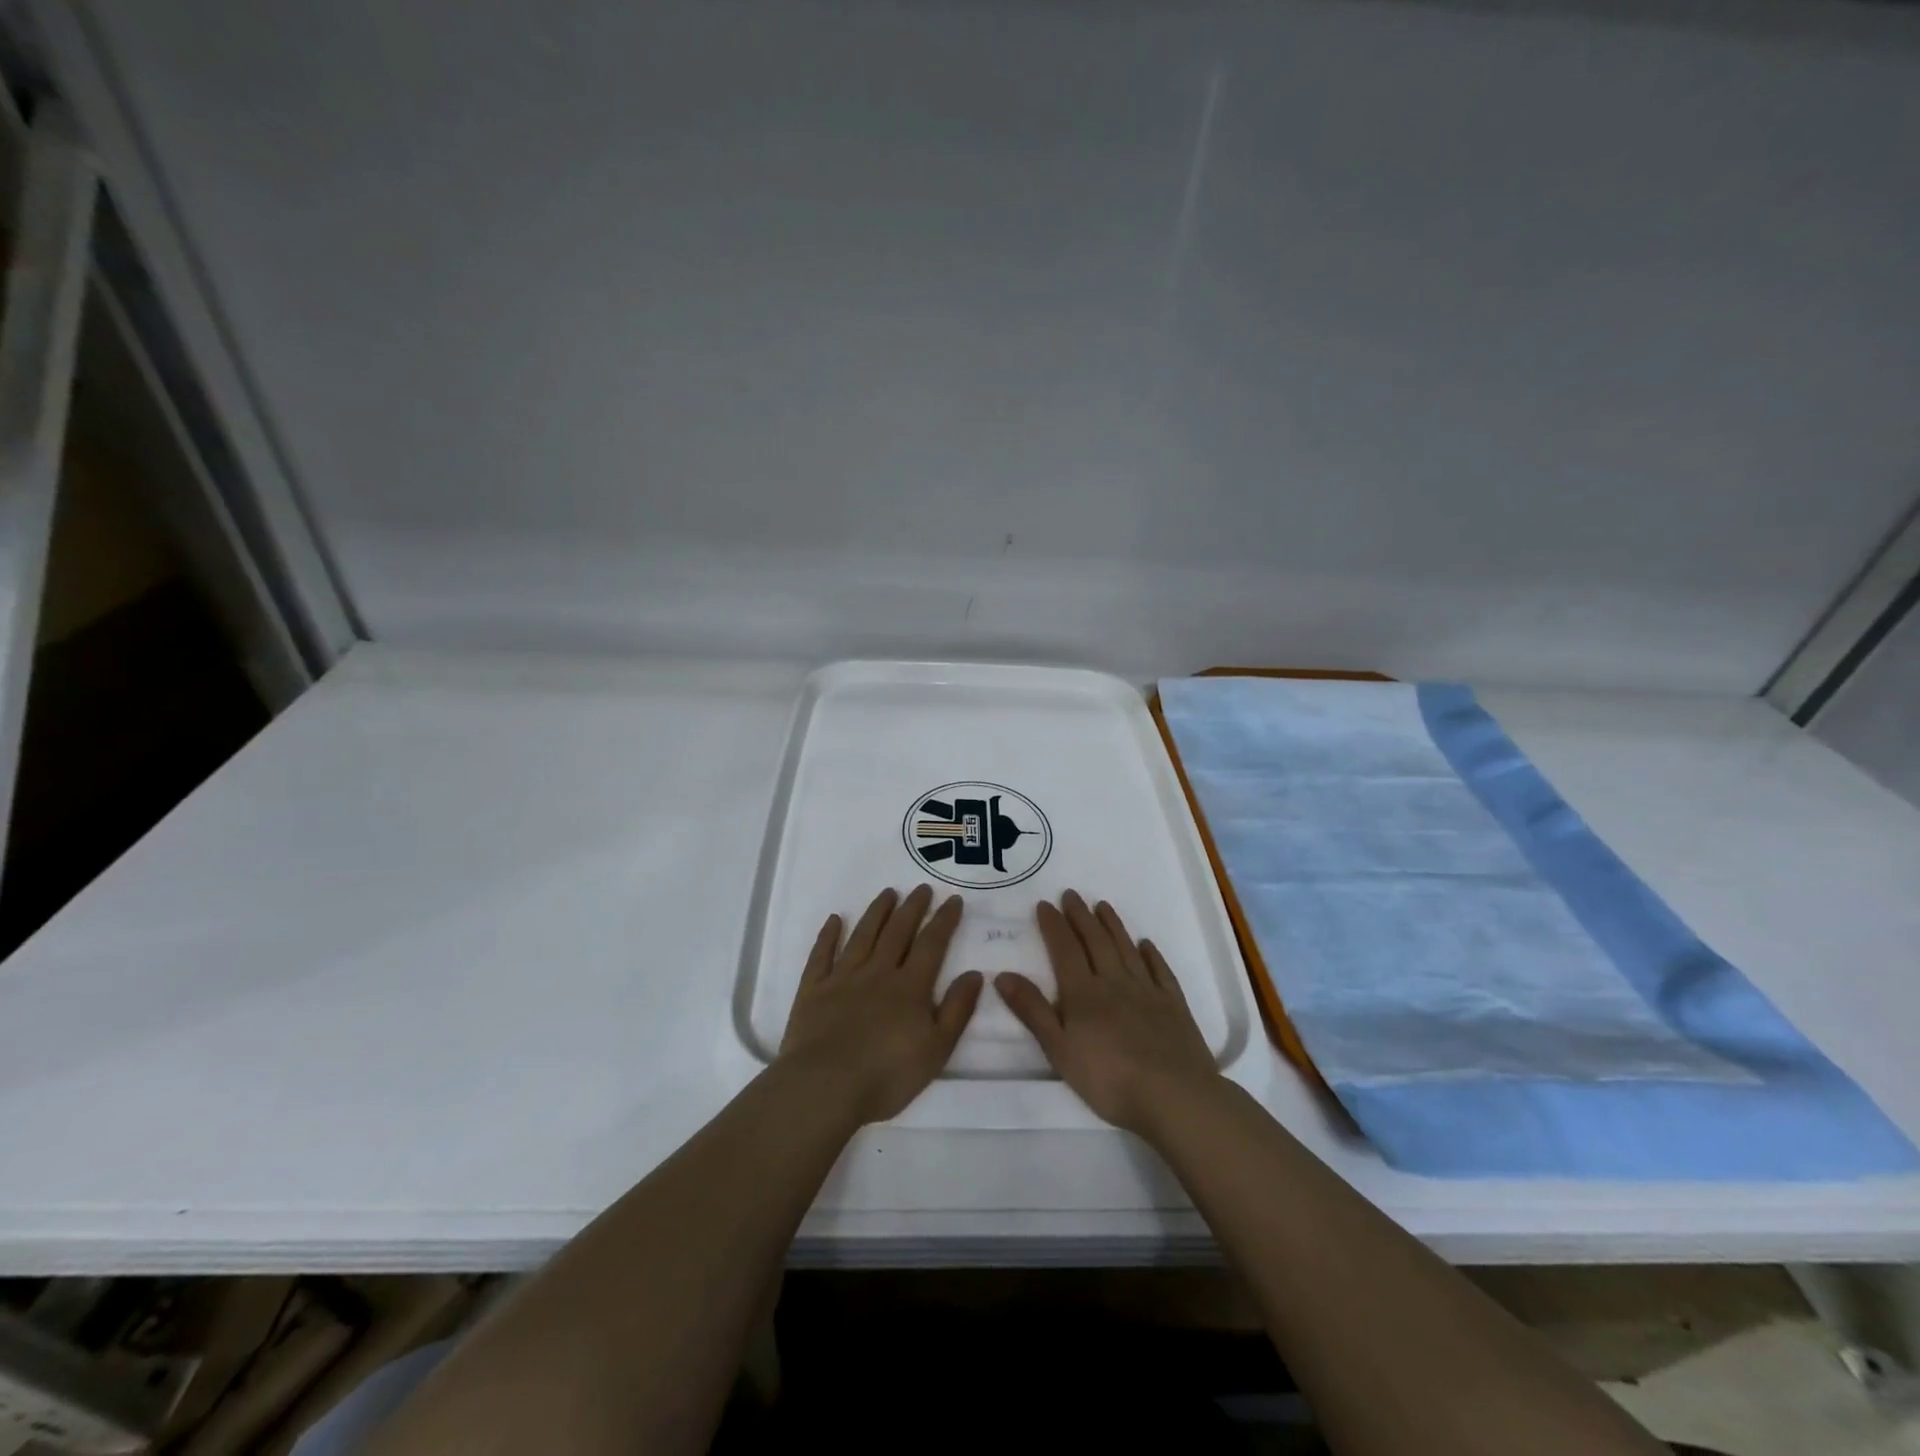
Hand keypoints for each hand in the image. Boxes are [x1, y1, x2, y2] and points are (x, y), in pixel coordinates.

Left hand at [778, 885, 983, 1125]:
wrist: (824, 1087)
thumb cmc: (887, 1075)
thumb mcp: (937, 1049)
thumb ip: (957, 1010)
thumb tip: (975, 974)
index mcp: (910, 987)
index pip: (931, 944)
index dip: (944, 920)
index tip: (952, 899)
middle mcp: (878, 972)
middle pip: (897, 931)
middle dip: (912, 907)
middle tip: (921, 887)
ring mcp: (842, 978)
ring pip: (863, 935)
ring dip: (877, 912)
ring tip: (888, 893)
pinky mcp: (813, 990)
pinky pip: (821, 955)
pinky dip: (828, 935)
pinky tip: (835, 920)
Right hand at [994, 890, 1217, 1134]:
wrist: (1174, 1095)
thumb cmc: (1109, 1079)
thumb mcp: (1059, 1050)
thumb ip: (1032, 1011)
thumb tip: (1003, 975)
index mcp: (1083, 993)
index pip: (1065, 949)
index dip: (1053, 925)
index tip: (1045, 904)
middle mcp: (1114, 982)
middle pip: (1095, 942)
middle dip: (1081, 916)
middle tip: (1071, 894)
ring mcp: (1147, 991)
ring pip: (1126, 949)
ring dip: (1113, 926)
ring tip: (1102, 906)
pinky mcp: (1174, 1005)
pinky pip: (1160, 971)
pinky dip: (1151, 955)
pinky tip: (1146, 944)